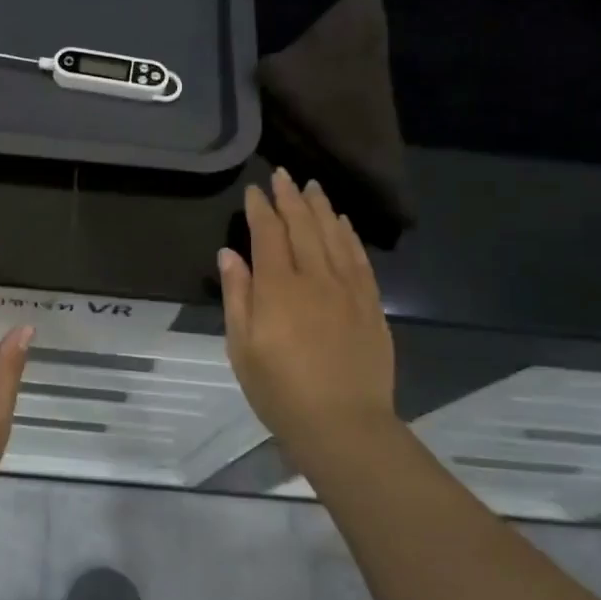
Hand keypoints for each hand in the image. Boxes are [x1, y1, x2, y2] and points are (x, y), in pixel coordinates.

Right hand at [218, 168, 397, 475]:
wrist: (343, 424)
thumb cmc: (280, 391)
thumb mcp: (242, 347)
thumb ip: (237, 296)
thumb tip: (229, 254)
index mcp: (278, 288)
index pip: (268, 235)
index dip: (261, 209)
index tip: (254, 190)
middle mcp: (315, 278)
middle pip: (303, 227)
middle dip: (291, 198)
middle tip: (283, 175)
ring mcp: (348, 289)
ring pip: (334, 236)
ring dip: (321, 208)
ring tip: (313, 187)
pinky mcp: (370, 304)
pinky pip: (359, 259)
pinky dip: (349, 236)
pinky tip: (343, 223)